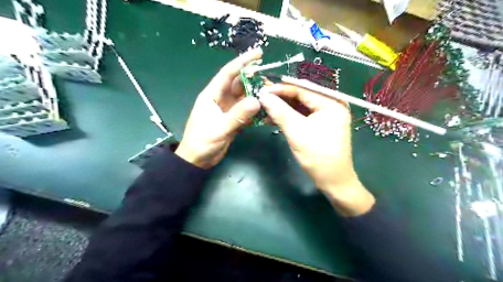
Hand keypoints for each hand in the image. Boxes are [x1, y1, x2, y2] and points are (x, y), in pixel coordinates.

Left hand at [175, 48, 263, 168]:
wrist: (198, 161)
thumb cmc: (201, 143)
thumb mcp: (219, 129)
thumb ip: (237, 116)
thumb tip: (257, 101)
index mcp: (212, 95)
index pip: (228, 74)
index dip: (242, 62)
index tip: (258, 54)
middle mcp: (220, 99)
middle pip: (239, 84)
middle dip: (254, 79)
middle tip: (271, 78)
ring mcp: (228, 110)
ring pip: (244, 98)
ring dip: (257, 95)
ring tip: (272, 93)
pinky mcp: (233, 120)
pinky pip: (247, 111)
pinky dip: (256, 110)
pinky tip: (266, 110)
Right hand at [259, 84, 372, 215]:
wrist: (332, 181)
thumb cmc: (318, 157)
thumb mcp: (297, 132)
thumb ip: (280, 112)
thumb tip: (263, 96)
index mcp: (331, 103)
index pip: (302, 90)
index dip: (281, 89)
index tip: (261, 89)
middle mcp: (330, 105)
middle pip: (301, 97)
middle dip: (280, 97)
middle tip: (260, 96)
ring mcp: (324, 115)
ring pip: (299, 106)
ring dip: (281, 107)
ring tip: (263, 106)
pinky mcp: (318, 125)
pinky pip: (300, 116)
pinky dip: (287, 116)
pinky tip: (272, 117)